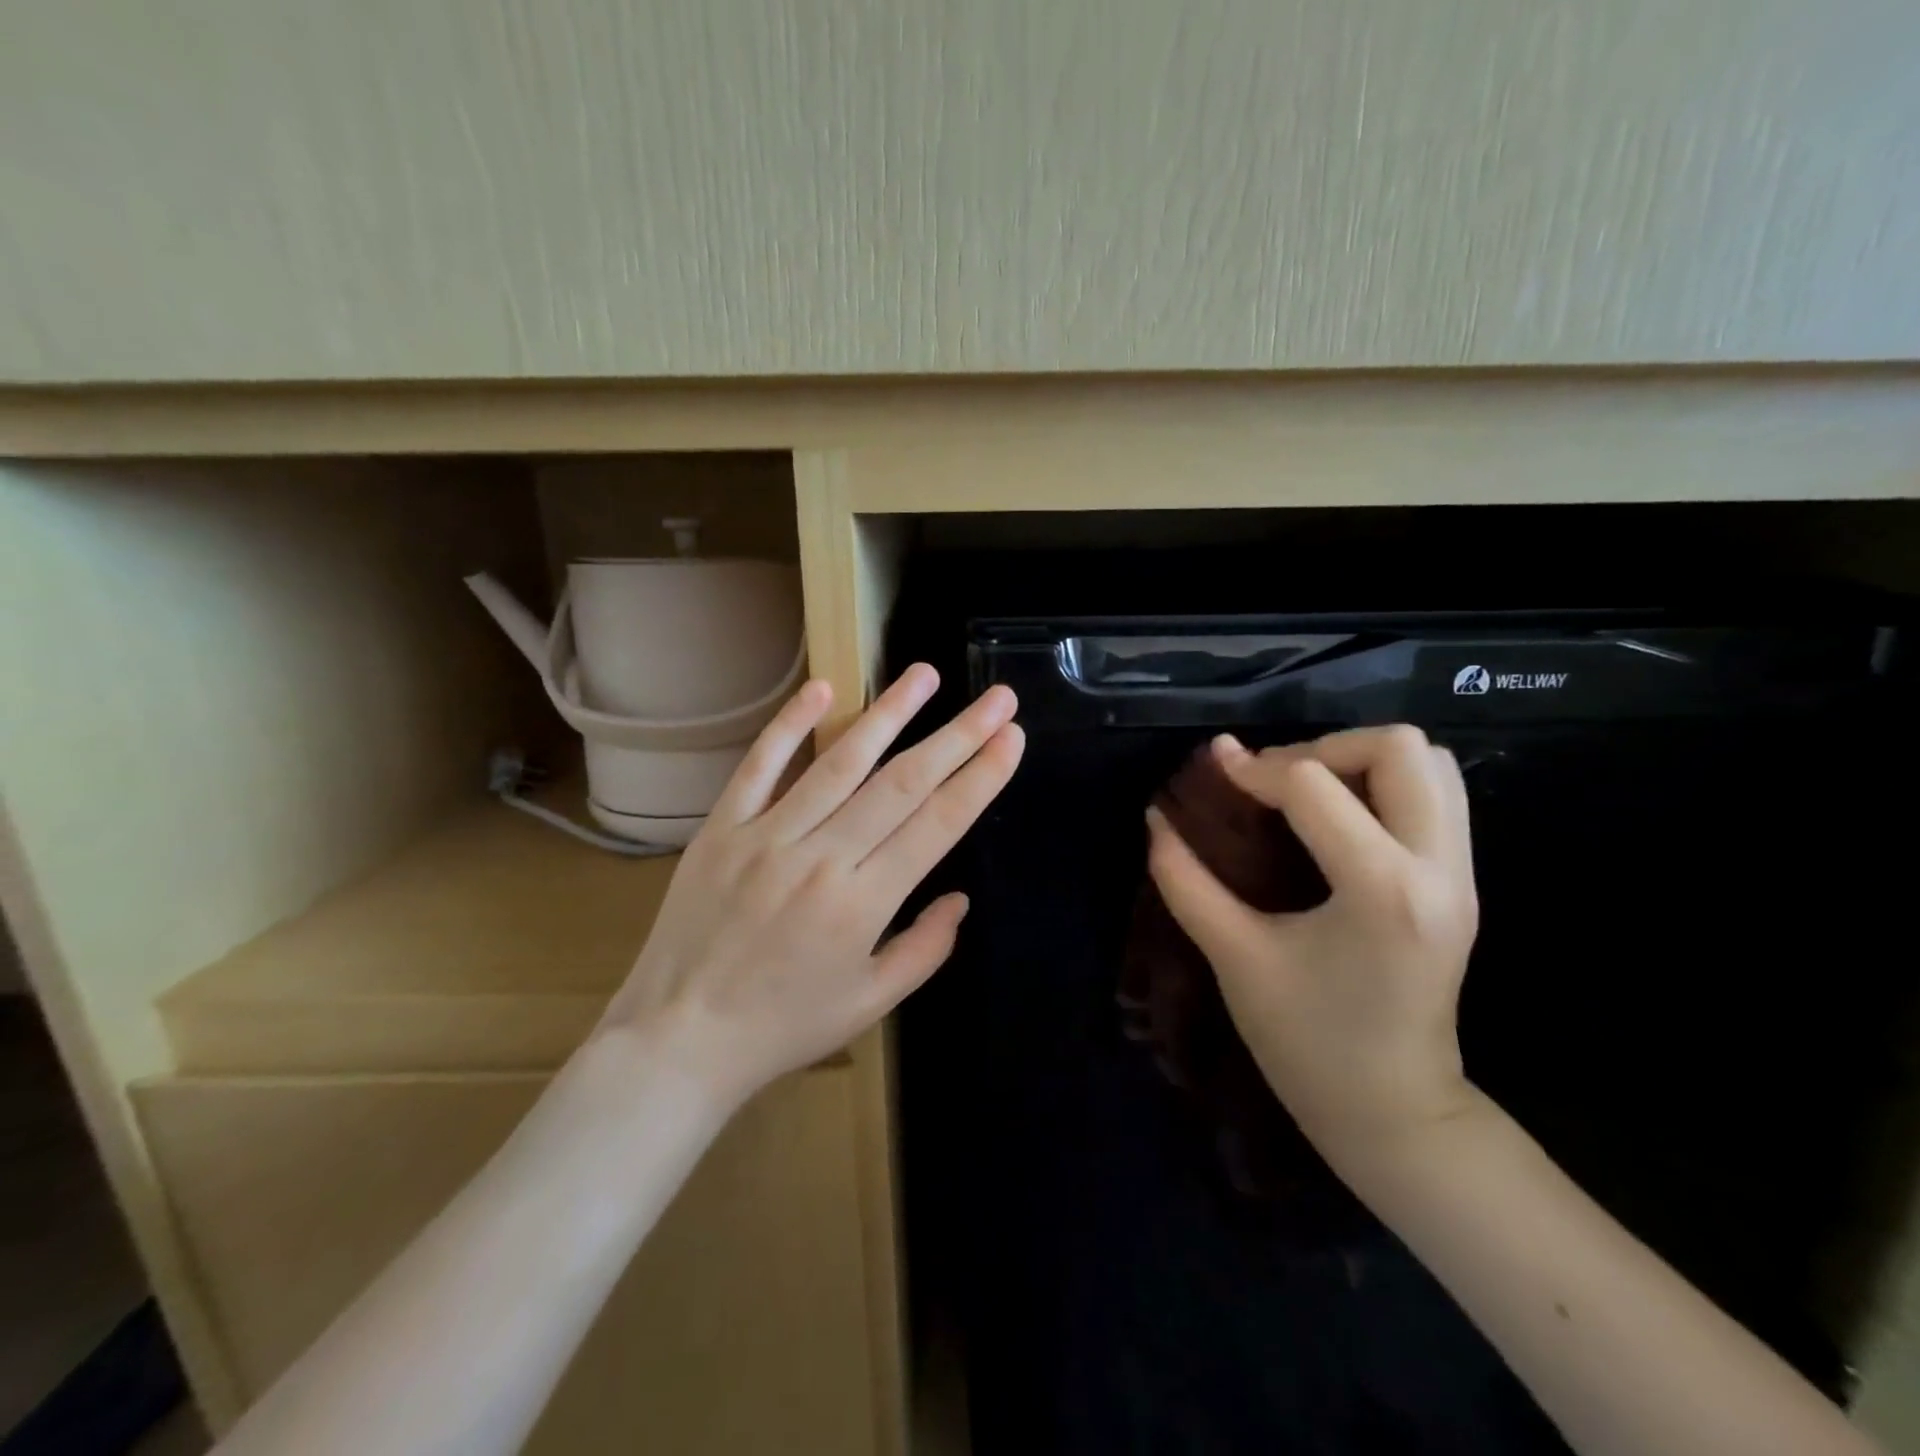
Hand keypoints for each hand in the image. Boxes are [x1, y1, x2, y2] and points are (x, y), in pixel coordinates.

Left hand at [599, 664, 1022, 1108]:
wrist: (678, 1039)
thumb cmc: (783, 1028)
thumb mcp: (869, 1004)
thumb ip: (924, 949)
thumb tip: (960, 899)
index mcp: (863, 904)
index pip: (936, 824)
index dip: (979, 777)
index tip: (1011, 739)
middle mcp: (821, 858)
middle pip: (902, 783)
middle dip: (958, 736)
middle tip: (996, 698)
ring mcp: (767, 836)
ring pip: (839, 762)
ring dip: (888, 713)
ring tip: (925, 674)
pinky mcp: (723, 828)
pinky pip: (759, 766)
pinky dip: (790, 725)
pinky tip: (823, 689)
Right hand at [1145, 725, 1479, 1168]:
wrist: (1394, 1114)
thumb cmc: (1307, 1044)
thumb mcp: (1234, 957)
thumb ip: (1187, 881)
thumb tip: (1156, 819)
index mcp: (1382, 891)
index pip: (1315, 786)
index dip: (1254, 769)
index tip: (1215, 775)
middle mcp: (1438, 869)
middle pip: (1402, 748)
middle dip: (1324, 747)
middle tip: (1274, 780)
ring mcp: (1462, 875)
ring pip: (1432, 764)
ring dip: (1361, 760)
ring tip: (1305, 793)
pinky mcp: (1462, 883)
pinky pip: (1436, 796)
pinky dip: (1383, 784)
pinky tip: (1334, 819)